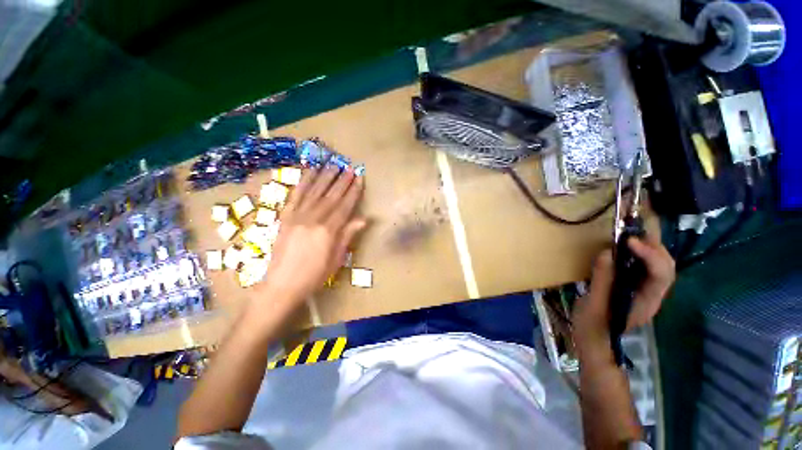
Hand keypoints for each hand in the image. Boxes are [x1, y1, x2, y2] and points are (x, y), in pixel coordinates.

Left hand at [257, 166, 365, 307]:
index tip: (359, 178)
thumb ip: (348, 236)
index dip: (353, 191)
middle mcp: (313, 219)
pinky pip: (295, 195)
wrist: (281, 285)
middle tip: (349, 167)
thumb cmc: (314, 275)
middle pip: (331, 196)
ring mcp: (297, 216)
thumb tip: (364, 219)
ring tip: (333, 164)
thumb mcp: (336, 259)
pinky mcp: (285, 217)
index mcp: (328, 231)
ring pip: (314, 191)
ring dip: (324, 177)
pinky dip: (303, 182)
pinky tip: (309, 172)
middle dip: (342, 181)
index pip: (344, 206)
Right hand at [572, 235, 674, 363]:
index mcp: (646, 301)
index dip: (650, 254)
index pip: (661, 274)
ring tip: (631, 235)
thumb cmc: (593, 326)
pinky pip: (643, 267)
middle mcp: (651, 295)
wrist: (594, 342)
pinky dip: (638, 254)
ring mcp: (644, 291)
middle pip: (666, 267)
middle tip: (633, 232)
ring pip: (658, 266)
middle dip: (655, 247)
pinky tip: (625, 248)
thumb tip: (606, 253)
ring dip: (649, 248)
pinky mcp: (633, 288)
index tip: (629, 240)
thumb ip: (602, 279)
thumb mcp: (593, 304)